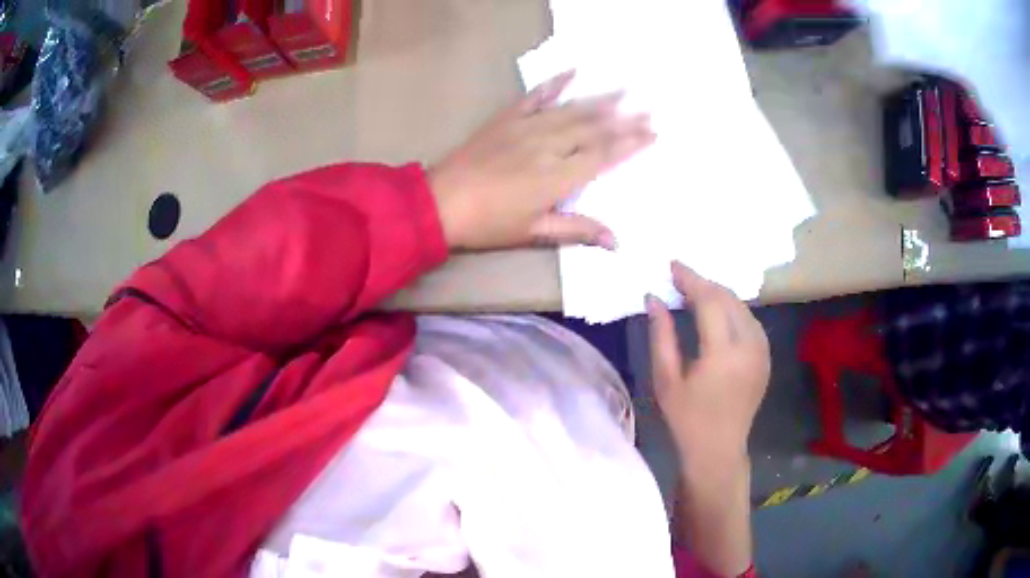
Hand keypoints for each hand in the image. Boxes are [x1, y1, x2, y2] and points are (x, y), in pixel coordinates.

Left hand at [428, 70, 654, 250]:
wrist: (440, 202)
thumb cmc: (488, 223)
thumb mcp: (533, 232)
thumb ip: (576, 230)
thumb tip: (616, 241)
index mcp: (558, 176)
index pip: (603, 155)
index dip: (630, 143)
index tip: (653, 132)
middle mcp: (548, 145)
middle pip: (593, 128)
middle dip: (624, 119)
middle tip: (649, 108)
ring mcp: (527, 127)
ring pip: (571, 110)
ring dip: (600, 99)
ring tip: (625, 89)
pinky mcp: (507, 118)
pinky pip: (535, 96)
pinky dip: (555, 83)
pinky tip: (572, 71)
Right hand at [646, 261, 770, 466]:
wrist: (718, 448)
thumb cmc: (686, 418)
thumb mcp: (665, 379)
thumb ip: (661, 334)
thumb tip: (654, 298)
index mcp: (723, 353)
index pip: (709, 300)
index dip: (690, 278)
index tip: (672, 266)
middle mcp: (749, 346)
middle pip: (728, 298)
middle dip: (704, 283)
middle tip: (679, 280)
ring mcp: (762, 351)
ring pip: (742, 306)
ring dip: (719, 295)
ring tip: (694, 295)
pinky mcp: (766, 356)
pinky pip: (750, 320)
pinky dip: (732, 309)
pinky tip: (716, 314)